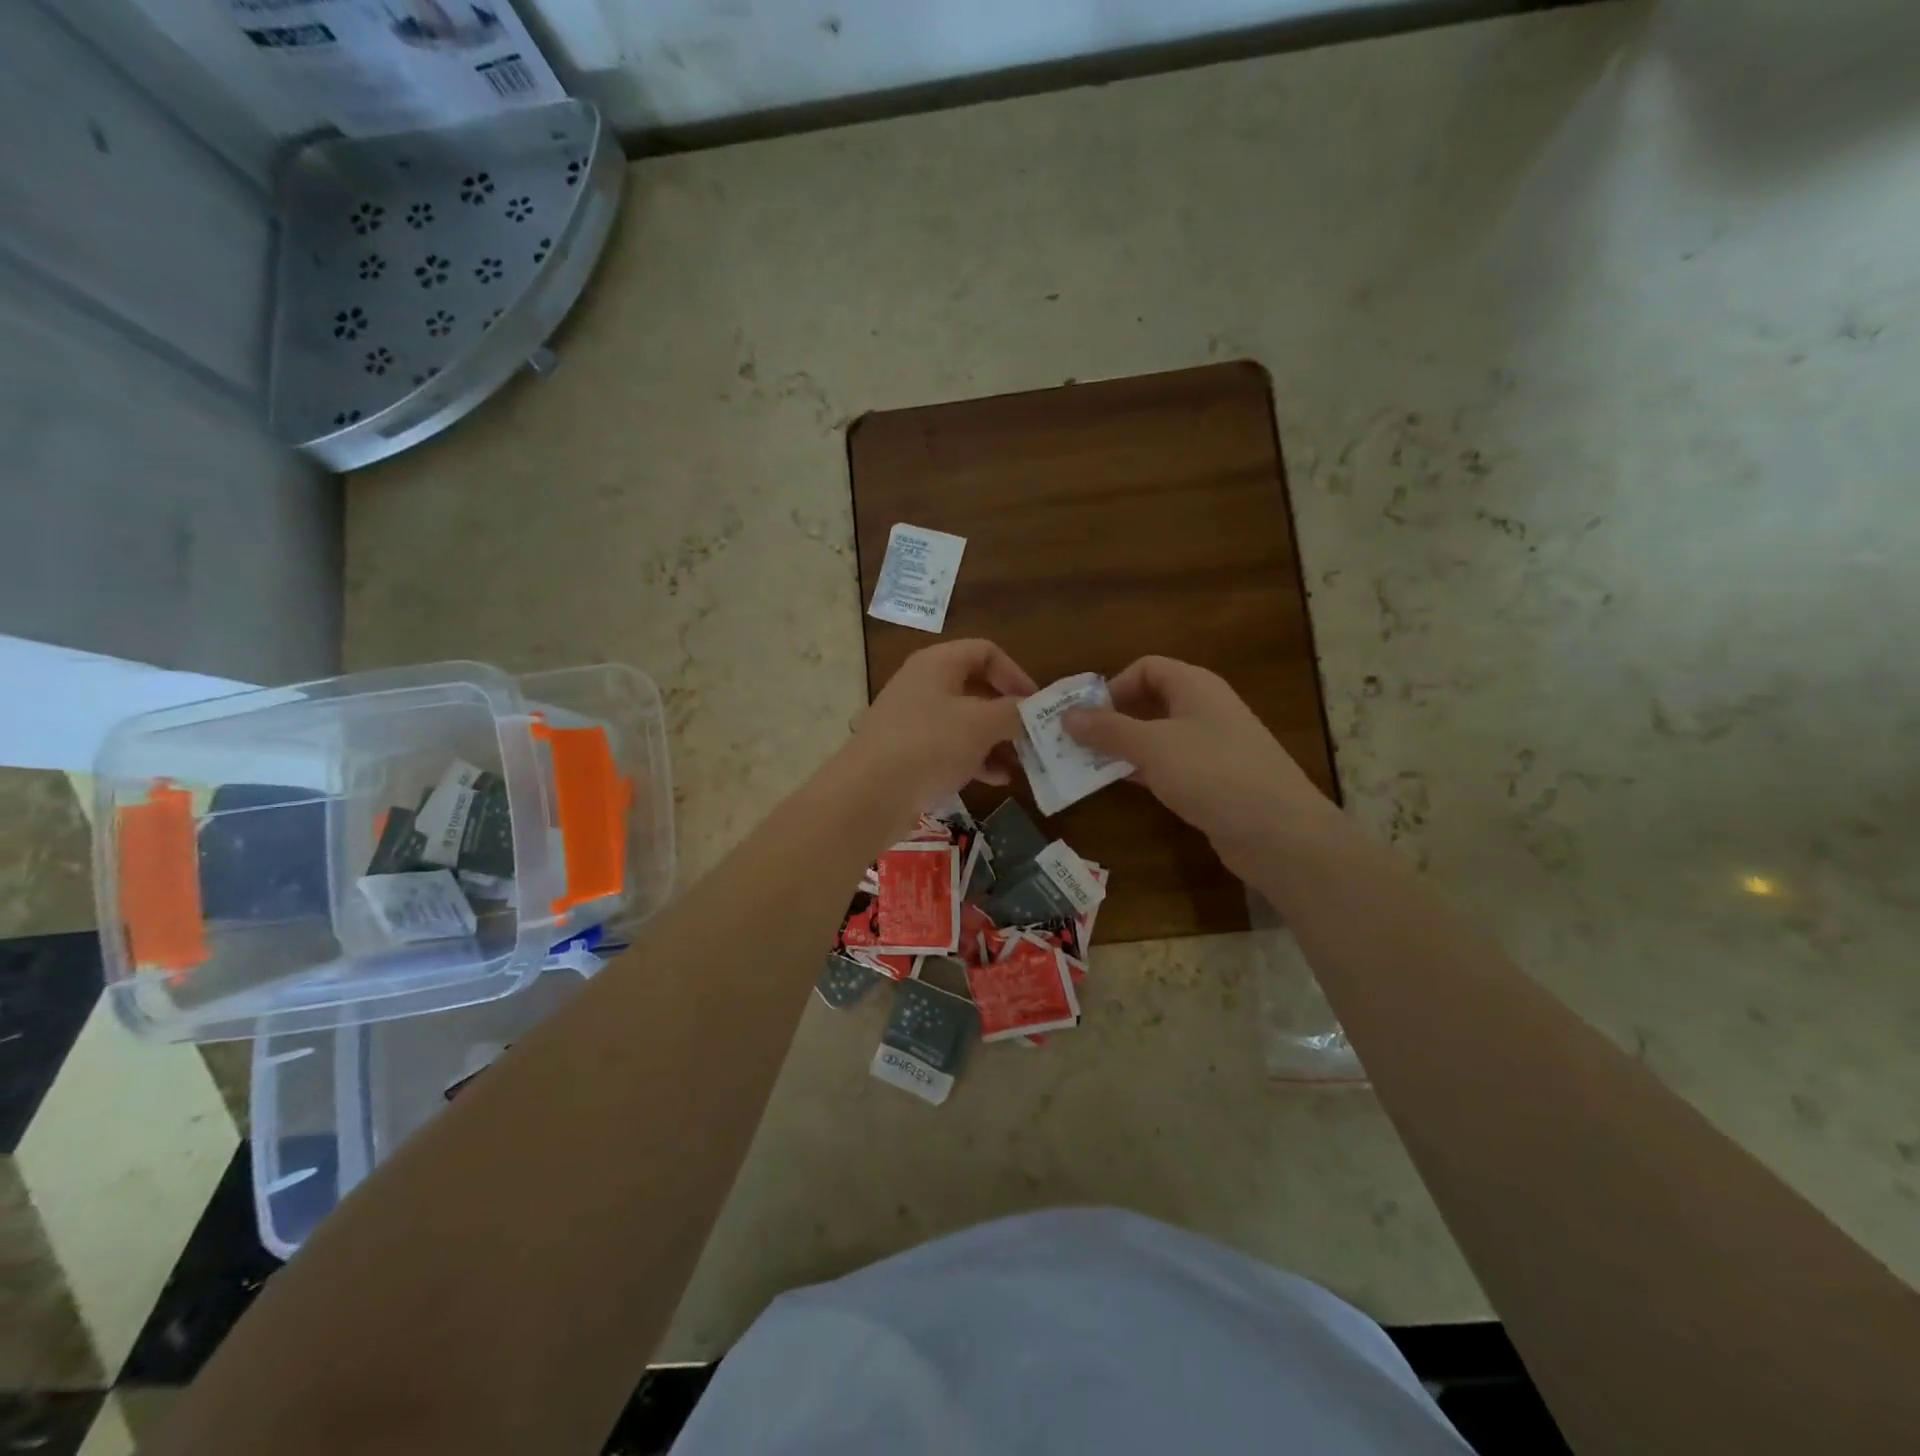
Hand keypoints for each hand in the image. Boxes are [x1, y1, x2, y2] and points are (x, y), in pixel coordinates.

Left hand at [847, 639, 1036, 811]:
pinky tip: (997, 780)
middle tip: (1033, 736)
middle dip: (1008, 712)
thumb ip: (1014, 713)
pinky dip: (975, 759)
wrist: (869, 795)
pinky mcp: (908, 753)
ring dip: (996, 740)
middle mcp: (923, 684)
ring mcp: (912, 720)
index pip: (986, 652)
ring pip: (965, 721)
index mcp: (937, 663)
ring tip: (1021, 763)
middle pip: (976, 687)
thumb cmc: (929, 745)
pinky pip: (950, 748)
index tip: (1036, 705)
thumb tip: (1034, 711)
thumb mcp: (981, 724)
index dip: (1016, 674)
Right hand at [1063, 656, 1335, 876]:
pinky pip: (1165, 767)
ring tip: (1082, 765)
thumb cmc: (1213, 773)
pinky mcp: (1209, 781)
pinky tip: (1114, 785)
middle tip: (1073, 742)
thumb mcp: (1153, 746)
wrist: (1278, 832)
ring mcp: (1208, 748)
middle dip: (1110, 719)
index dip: (1114, 685)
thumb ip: (1108, 730)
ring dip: (1120, 748)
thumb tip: (1067, 715)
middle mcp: (1203, 710)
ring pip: (1154, 737)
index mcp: (1195, 687)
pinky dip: (1139, 771)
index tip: (1085, 715)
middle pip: (1148, 702)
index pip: (1146, 668)